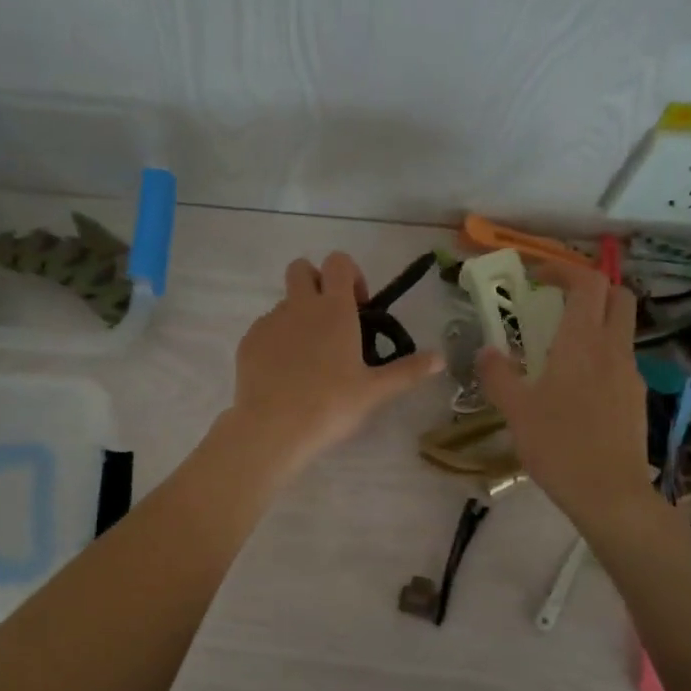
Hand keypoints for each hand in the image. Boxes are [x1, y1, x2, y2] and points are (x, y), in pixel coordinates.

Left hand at [224, 252, 442, 474]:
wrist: (273, 428)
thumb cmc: (330, 405)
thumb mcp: (375, 390)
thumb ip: (408, 370)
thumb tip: (442, 358)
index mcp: (333, 309)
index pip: (339, 262)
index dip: (350, 275)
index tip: (358, 307)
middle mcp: (299, 306)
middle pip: (301, 268)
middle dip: (316, 283)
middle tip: (330, 322)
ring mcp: (269, 322)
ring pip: (284, 303)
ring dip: (298, 317)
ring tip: (309, 359)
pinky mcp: (248, 341)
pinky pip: (265, 329)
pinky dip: (277, 341)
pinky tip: (285, 374)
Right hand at [477, 266, 653, 527]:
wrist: (609, 492)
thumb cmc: (558, 445)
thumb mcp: (515, 410)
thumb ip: (498, 375)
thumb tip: (487, 351)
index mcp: (582, 342)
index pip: (587, 283)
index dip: (563, 269)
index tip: (537, 277)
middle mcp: (613, 348)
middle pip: (617, 295)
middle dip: (590, 287)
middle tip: (557, 301)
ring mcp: (630, 373)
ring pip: (622, 327)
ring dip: (596, 321)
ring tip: (560, 346)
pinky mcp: (636, 397)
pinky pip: (621, 359)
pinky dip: (601, 353)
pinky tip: (576, 385)